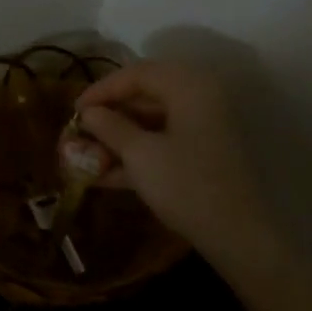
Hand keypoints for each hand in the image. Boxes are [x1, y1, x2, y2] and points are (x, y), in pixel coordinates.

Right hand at [75, 61, 275, 263]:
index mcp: (188, 87)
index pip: (136, 74)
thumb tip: (89, 113)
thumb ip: (110, 127)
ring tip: (83, 158)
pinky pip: (160, 144)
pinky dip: (133, 156)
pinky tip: (102, 176)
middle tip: (78, 134)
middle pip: (143, 97)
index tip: (73, 111)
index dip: (101, 90)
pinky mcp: (201, 156)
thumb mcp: (140, 154)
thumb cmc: (186, 185)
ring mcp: (201, 129)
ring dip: (116, 139)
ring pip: (150, 123)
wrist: (237, 236)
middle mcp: (198, 99)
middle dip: (107, 117)